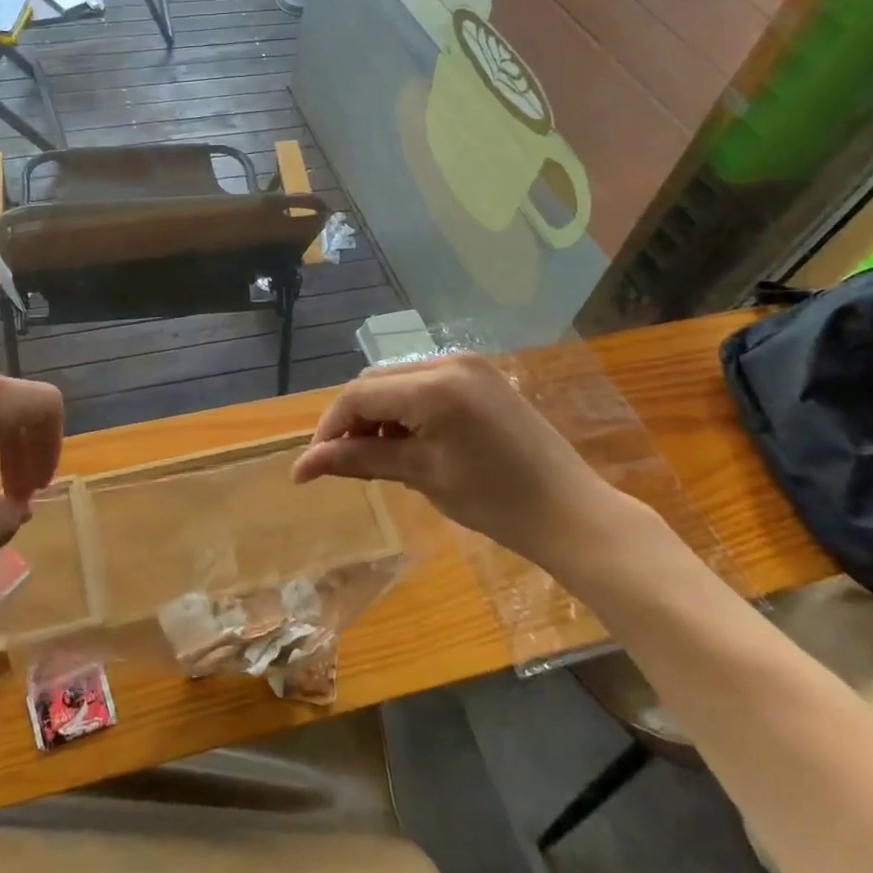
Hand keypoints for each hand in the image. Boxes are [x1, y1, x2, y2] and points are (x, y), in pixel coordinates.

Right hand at [291, 353, 637, 566]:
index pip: (360, 395)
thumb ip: (358, 460)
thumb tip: (302, 466)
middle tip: (345, 460)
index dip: (330, 427)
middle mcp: (448, 361)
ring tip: (378, 453)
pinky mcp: (482, 374)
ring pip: (398, 379)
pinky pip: (426, 381)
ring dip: (379, 411)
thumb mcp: (421, 475)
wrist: (570, 511)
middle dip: (353, 418)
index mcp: (433, 387)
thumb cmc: (494, 501)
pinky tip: (410, 437)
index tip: (314, 464)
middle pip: (376, 381)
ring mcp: (468, 363)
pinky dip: (407, 406)